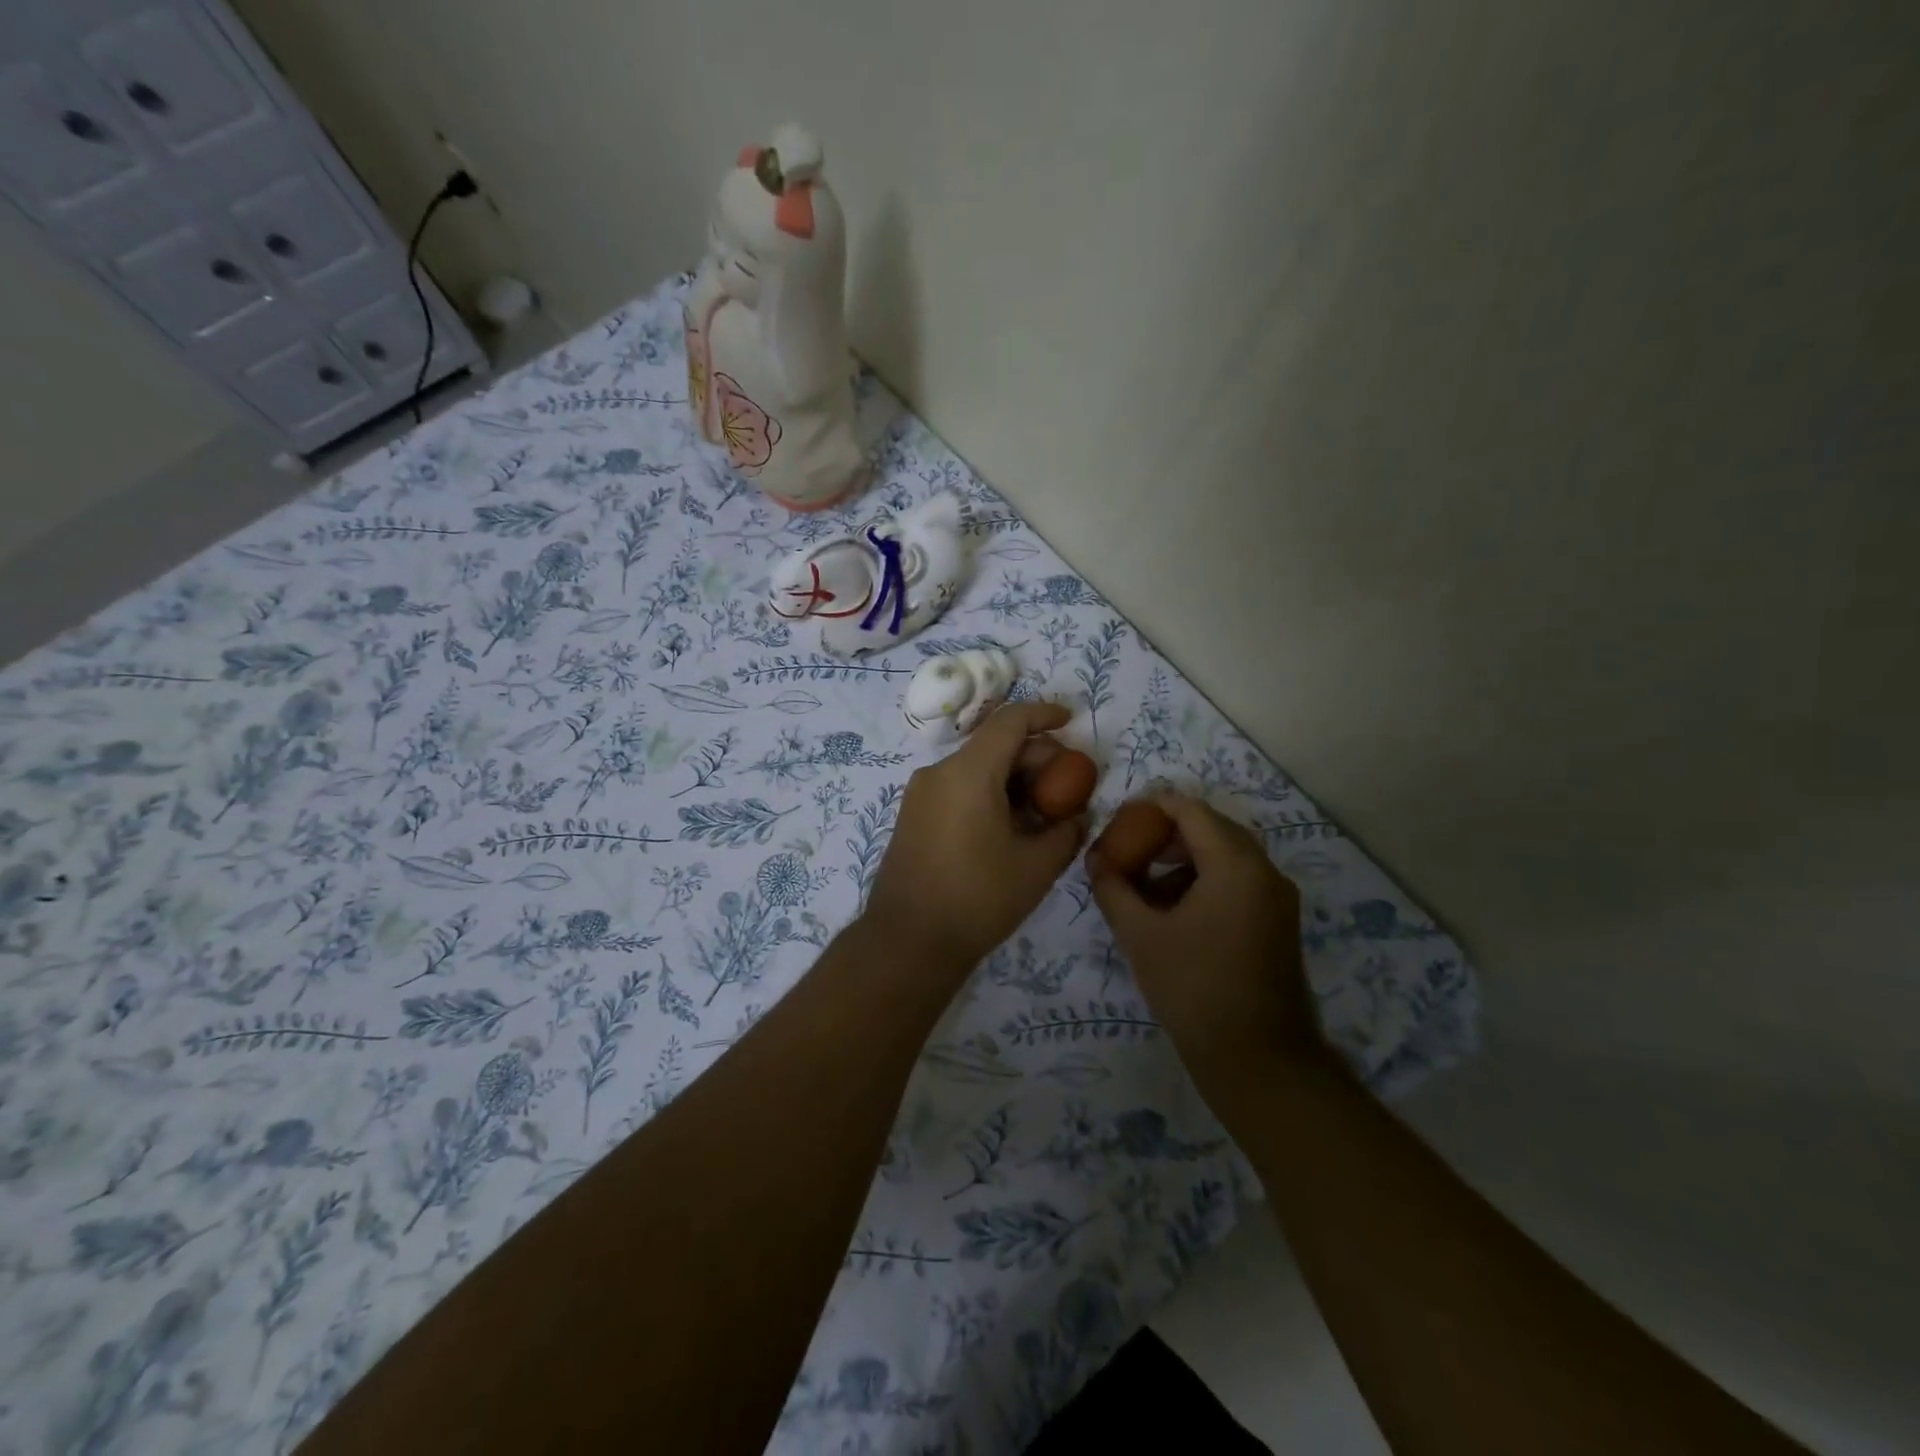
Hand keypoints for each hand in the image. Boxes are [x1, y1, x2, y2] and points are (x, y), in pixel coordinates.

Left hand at [864, 702, 1084, 971]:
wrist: (908, 942)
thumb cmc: (977, 899)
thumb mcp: (1036, 867)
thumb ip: (1065, 832)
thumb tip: (1075, 817)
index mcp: (968, 772)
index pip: (1010, 721)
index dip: (1044, 714)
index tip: (1071, 721)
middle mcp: (939, 772)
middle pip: (994, 745)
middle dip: (1035, 757)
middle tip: (1067, 787)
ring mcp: (921, 794)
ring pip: (976, 767)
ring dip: (1013, 778)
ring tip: (1044, 811)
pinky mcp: (914, 816)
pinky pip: (958, 788)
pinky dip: (989, 793)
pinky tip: (1011, 826)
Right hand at [1089, 793, 1319, 1086]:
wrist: (1257, 1059)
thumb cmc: (1194, 988)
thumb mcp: (1140, 935)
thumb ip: (1113, 888)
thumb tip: (1094, 859)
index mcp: (1235, 864)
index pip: (1191, 810)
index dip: (1152, 807)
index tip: (1120, 821)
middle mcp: (1265, 870)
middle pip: (1212, 829)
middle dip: (1167, 834)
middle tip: (1129, 850)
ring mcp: (1278, 898)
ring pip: (1227, 856)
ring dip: (1185, 859)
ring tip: (1145, 884)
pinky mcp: (1279, 922)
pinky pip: (1239, 881)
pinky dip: (1206, 881)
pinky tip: (1174, 912)